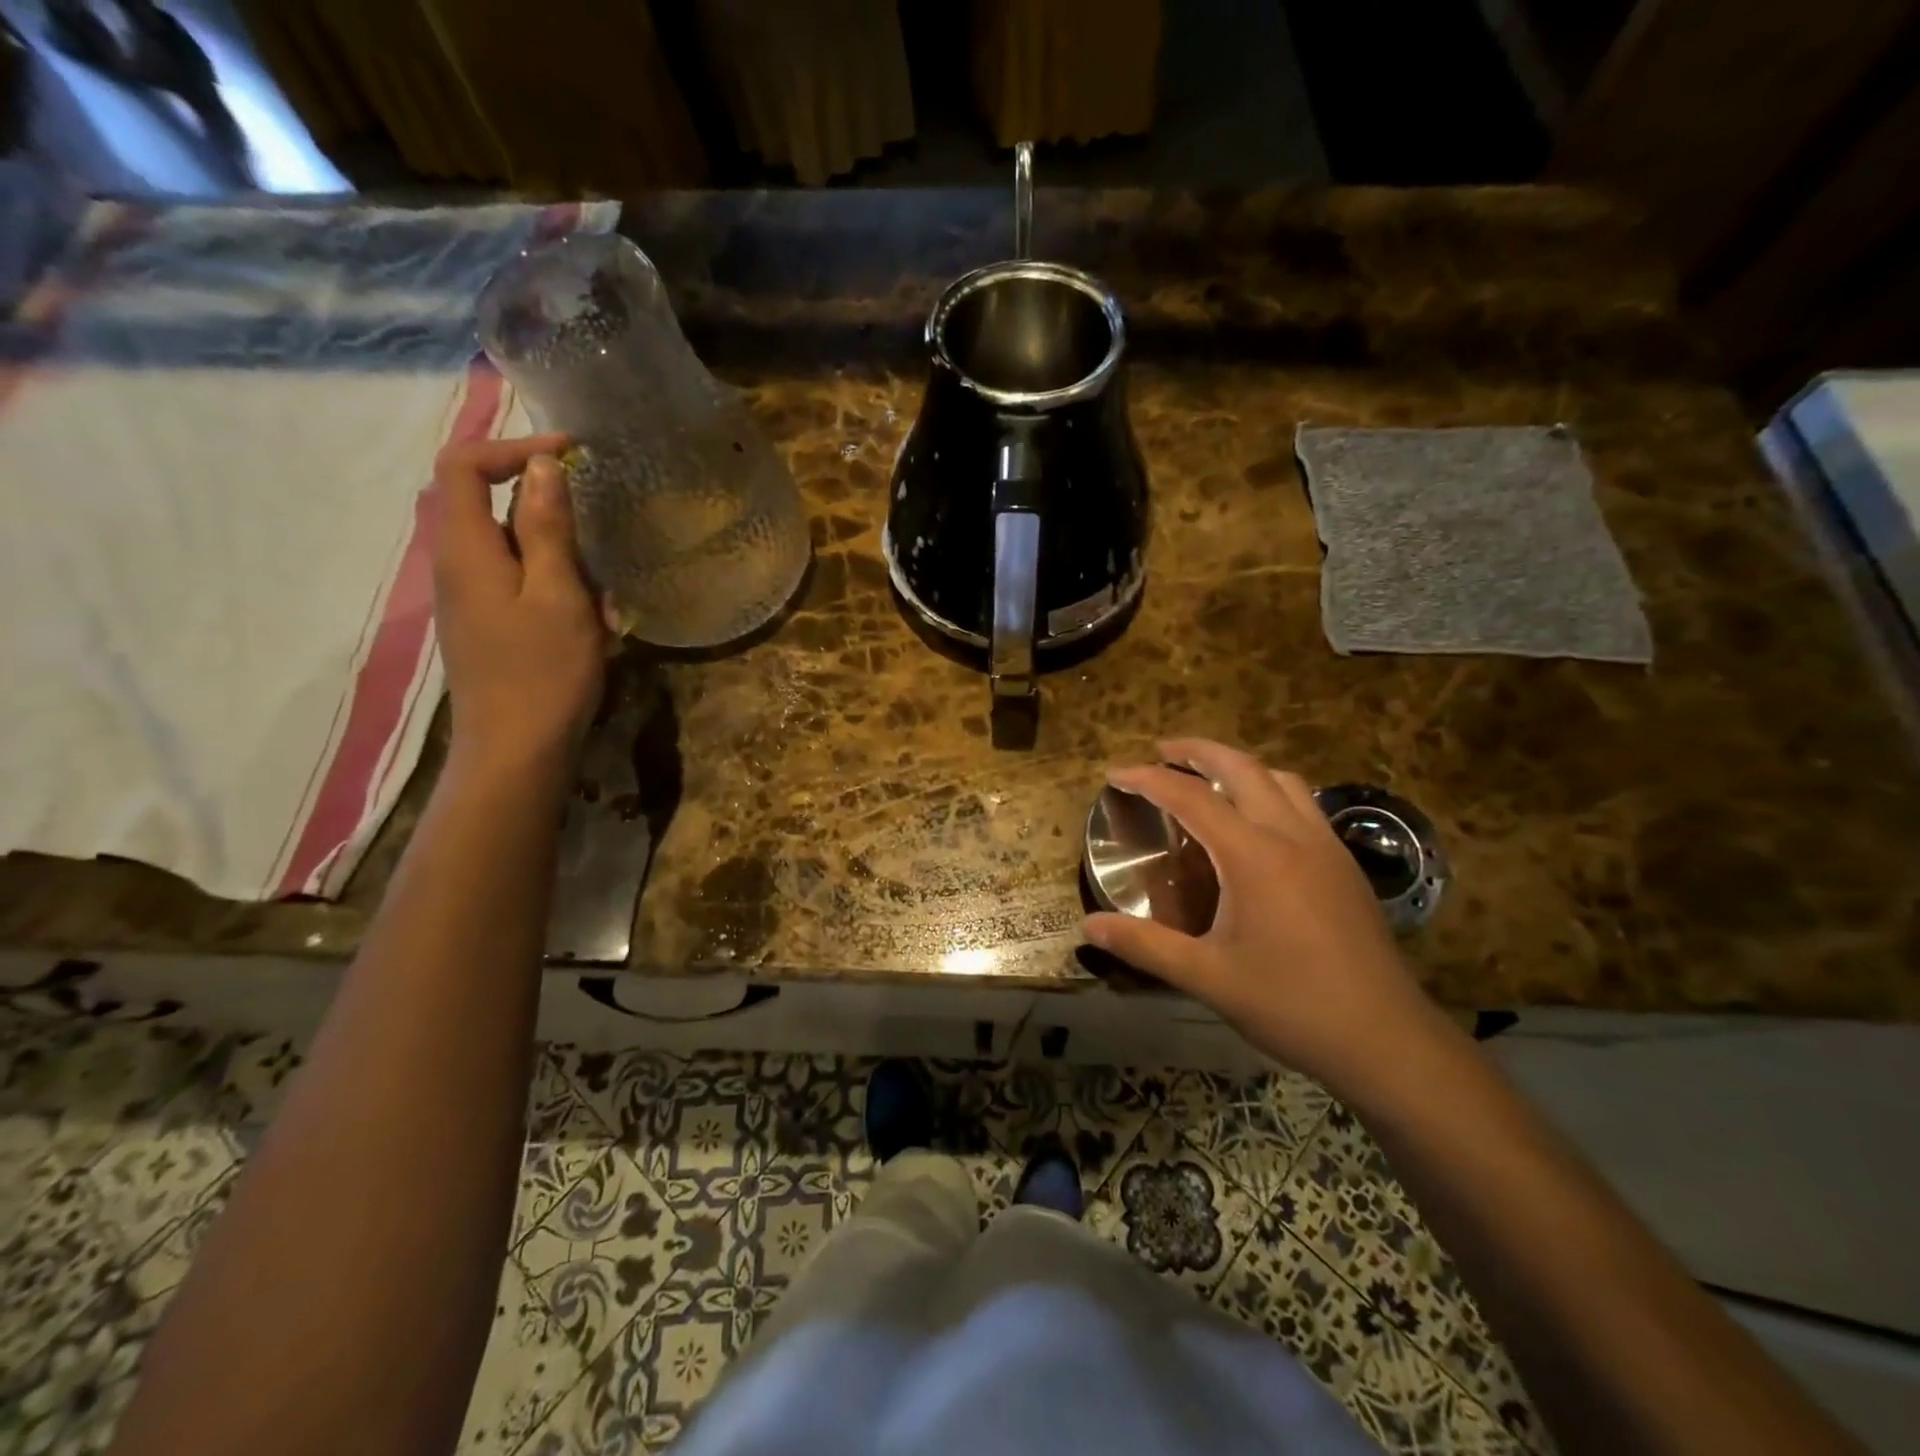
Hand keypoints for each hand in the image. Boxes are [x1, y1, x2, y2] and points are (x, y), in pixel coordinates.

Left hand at [431, 433, 604, 778]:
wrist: (516, 751)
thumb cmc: (543, 672)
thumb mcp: (558, 594)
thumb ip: (547, 528)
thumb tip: (541, 467)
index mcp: (466, 549)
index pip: (463, 465)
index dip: (513, 446)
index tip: (570, 455)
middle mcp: (456, 566)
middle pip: (490, 505)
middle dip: (550, 511)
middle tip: (599, 535)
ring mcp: (470, 599)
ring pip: (513, 549)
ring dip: (562, 559)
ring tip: (605, 600)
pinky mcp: (488, 626)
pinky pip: (520, 584)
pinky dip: (558, 589)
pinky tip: (594, 626)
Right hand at [1083, 739, 1452, 1098]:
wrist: (1387, 1041)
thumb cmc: (1291, 1006)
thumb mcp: (1207, 978)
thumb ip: (1144, 946)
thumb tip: (1088, 927)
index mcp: (1254, 855)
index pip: (1191, 798)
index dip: (1148, 779)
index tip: (1115, 773)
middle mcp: (1292, 835)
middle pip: (1241, 767)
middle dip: (1197, 751)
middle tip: (1161, 751)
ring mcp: (1326, 847)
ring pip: (1281, 779)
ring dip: (1239, 766)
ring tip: (1208, 777)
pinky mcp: (1345, 866)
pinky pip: (1303, 804)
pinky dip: (1269, 790)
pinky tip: (1258, 823)